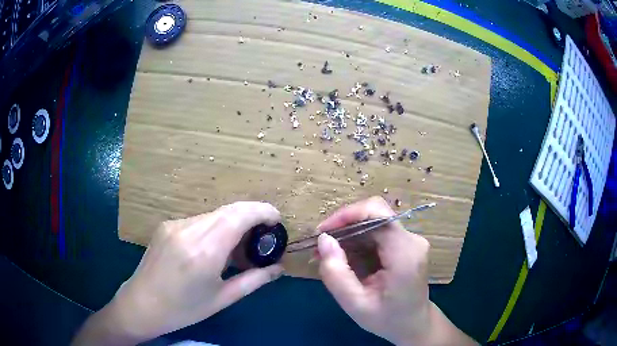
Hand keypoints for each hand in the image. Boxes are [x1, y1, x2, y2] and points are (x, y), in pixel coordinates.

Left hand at [73, 202, 283, 344]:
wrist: (142, 304)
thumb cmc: (184, 309)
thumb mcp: (222, 299)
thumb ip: (254, 280)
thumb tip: (279, 268)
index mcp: (204, 252)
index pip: (239, 216)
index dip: (263, 211)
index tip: (277, 219)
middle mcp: (188, 230)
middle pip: (229, 209)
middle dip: (252, 215)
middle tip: (264, 234)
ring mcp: (174, 225)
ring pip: (214, 213)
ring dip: (233, 222)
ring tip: (239, 246)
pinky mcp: (166, 225)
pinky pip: (199, 220)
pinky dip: (215, 226)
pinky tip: (214, 247)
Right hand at [316, 197, 475, 345]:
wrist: (413, 324)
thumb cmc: (387, 319)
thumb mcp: (355, 304)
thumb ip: (337, 273)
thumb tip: (323, 240)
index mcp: (405, 253)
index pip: (377, 213)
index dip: (346, 215)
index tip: (323, 232)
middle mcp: (412, 240)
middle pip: (374, 214)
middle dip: (343, 226)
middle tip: (320, 246)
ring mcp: (411, 240)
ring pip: (374, 221)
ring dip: (348, 234)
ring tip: (328, 254)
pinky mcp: (406, 244)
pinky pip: (377, 232)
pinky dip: (357, 241)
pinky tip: (345, 257)